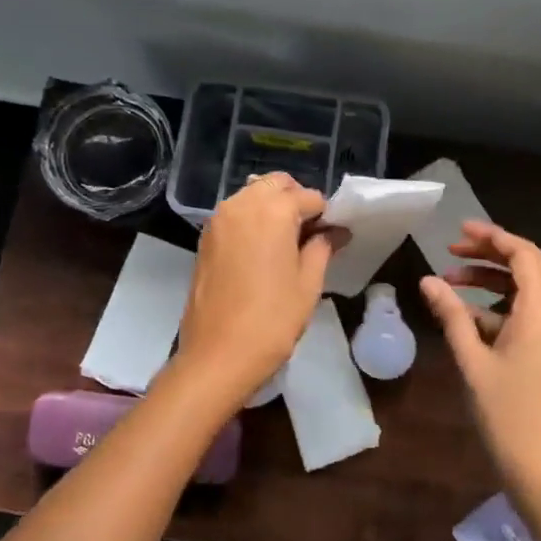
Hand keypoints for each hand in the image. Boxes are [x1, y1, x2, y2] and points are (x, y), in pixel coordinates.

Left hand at [174, 173, 337, 399]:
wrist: (217, 355)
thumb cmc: (272, 320)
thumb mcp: (308, 284)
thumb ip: (322, 248)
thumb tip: (335, 232)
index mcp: (272, 210)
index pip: (308, 197)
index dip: (324, 215)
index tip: (333, 237)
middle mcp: (242, 205)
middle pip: (275, 185)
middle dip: (296, 201)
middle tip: (311, 234)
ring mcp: (218, 221)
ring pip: (252, 196)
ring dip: (272, 208)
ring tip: (287, 243)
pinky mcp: (205, 239)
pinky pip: (235, 215)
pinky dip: (252, 220)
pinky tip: (263, 251)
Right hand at [420, 221, 540, 532]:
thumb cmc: (507, 415)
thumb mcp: (472, 362)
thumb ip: (451, 316)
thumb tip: (428, 281)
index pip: (524, 255)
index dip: (493, 237)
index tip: (458, 232)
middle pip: (526, 269)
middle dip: (488, 256)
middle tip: (450, 253)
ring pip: (525, 294)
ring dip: (490, 284)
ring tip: (450, 284)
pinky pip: (526, 317)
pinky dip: (497, 310)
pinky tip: (465, 320)